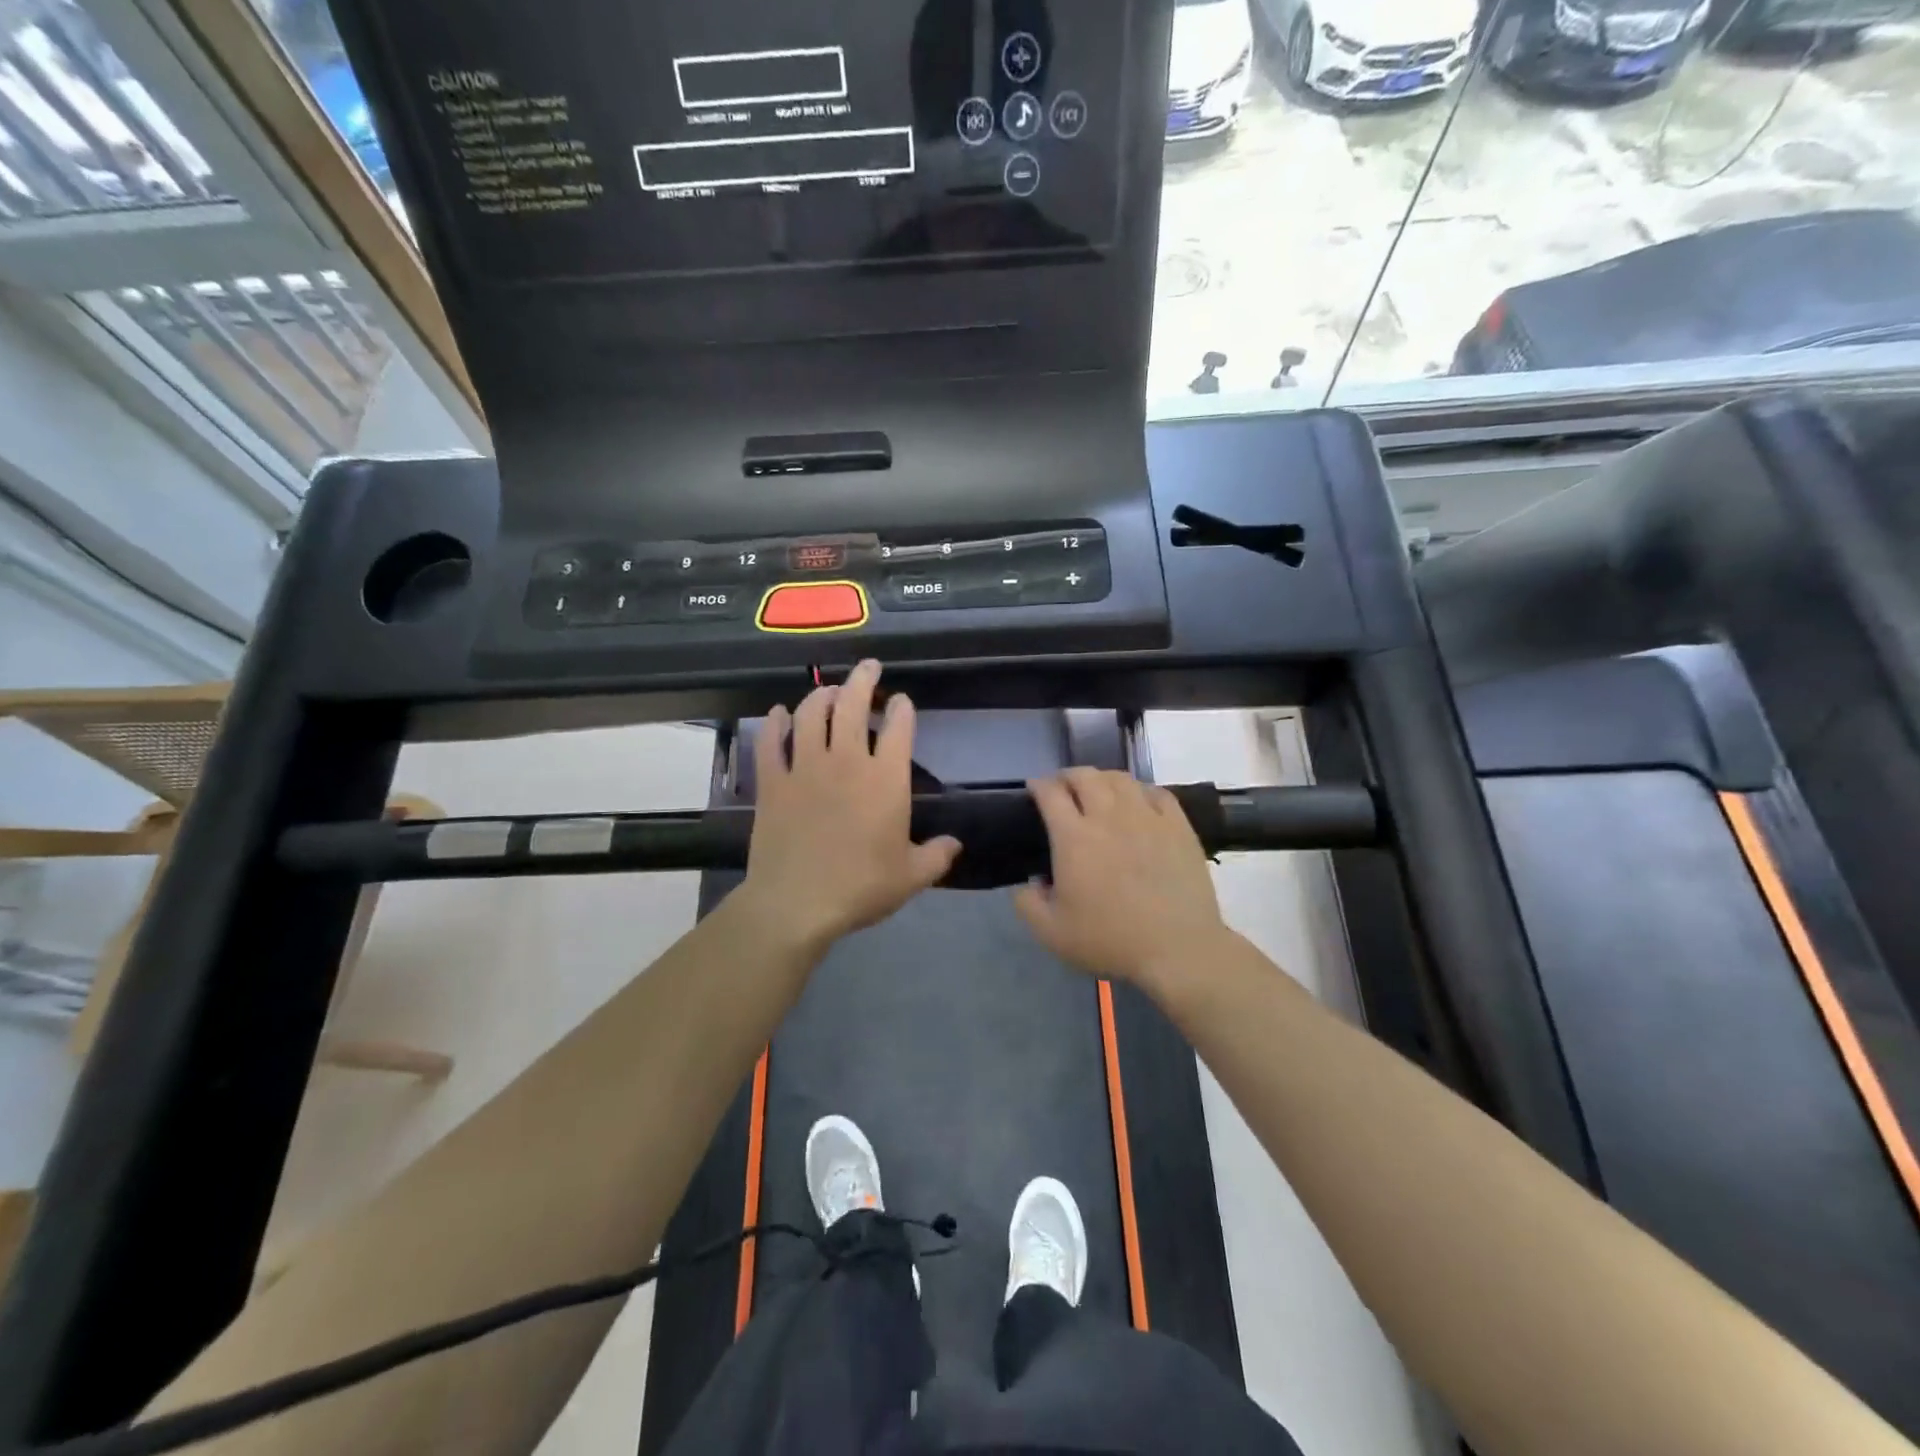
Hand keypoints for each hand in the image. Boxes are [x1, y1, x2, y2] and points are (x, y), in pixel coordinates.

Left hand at [740, 659, 960, 952]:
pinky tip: (779, 713)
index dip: (902, 709)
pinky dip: (775, 723)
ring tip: (829, 690)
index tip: (902, 701)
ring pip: (811, 715)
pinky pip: (771, 742)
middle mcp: (846, 762)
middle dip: (863, 680)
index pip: (899, 729)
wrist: (797, 903)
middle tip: (869, 667)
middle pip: (853, 706)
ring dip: (821, 695)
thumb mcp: (911, 877)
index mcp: (885, 780)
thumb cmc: (861, 887)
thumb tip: (955, 844)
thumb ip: (937, 856)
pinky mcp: (772, 782)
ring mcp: (805, 768)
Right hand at [1014, 769, 1230, 992]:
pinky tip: (1138, 803)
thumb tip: (1028, 882)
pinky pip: (1156, 792)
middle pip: (1085, 776)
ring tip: (1098, 791)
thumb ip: (1027, 904)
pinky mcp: (1177, 825)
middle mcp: (1108, 816)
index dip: (1038, 785)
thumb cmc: (1110, 939)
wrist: (1177, 948)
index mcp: (1073, 837)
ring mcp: (1146, 816)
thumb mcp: (1051, 933)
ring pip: (1120, 779)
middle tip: (1063, 788)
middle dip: (1067, 776)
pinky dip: (1140, 791)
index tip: (1034, 789)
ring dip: (1102, 779)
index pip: (1050, 793)